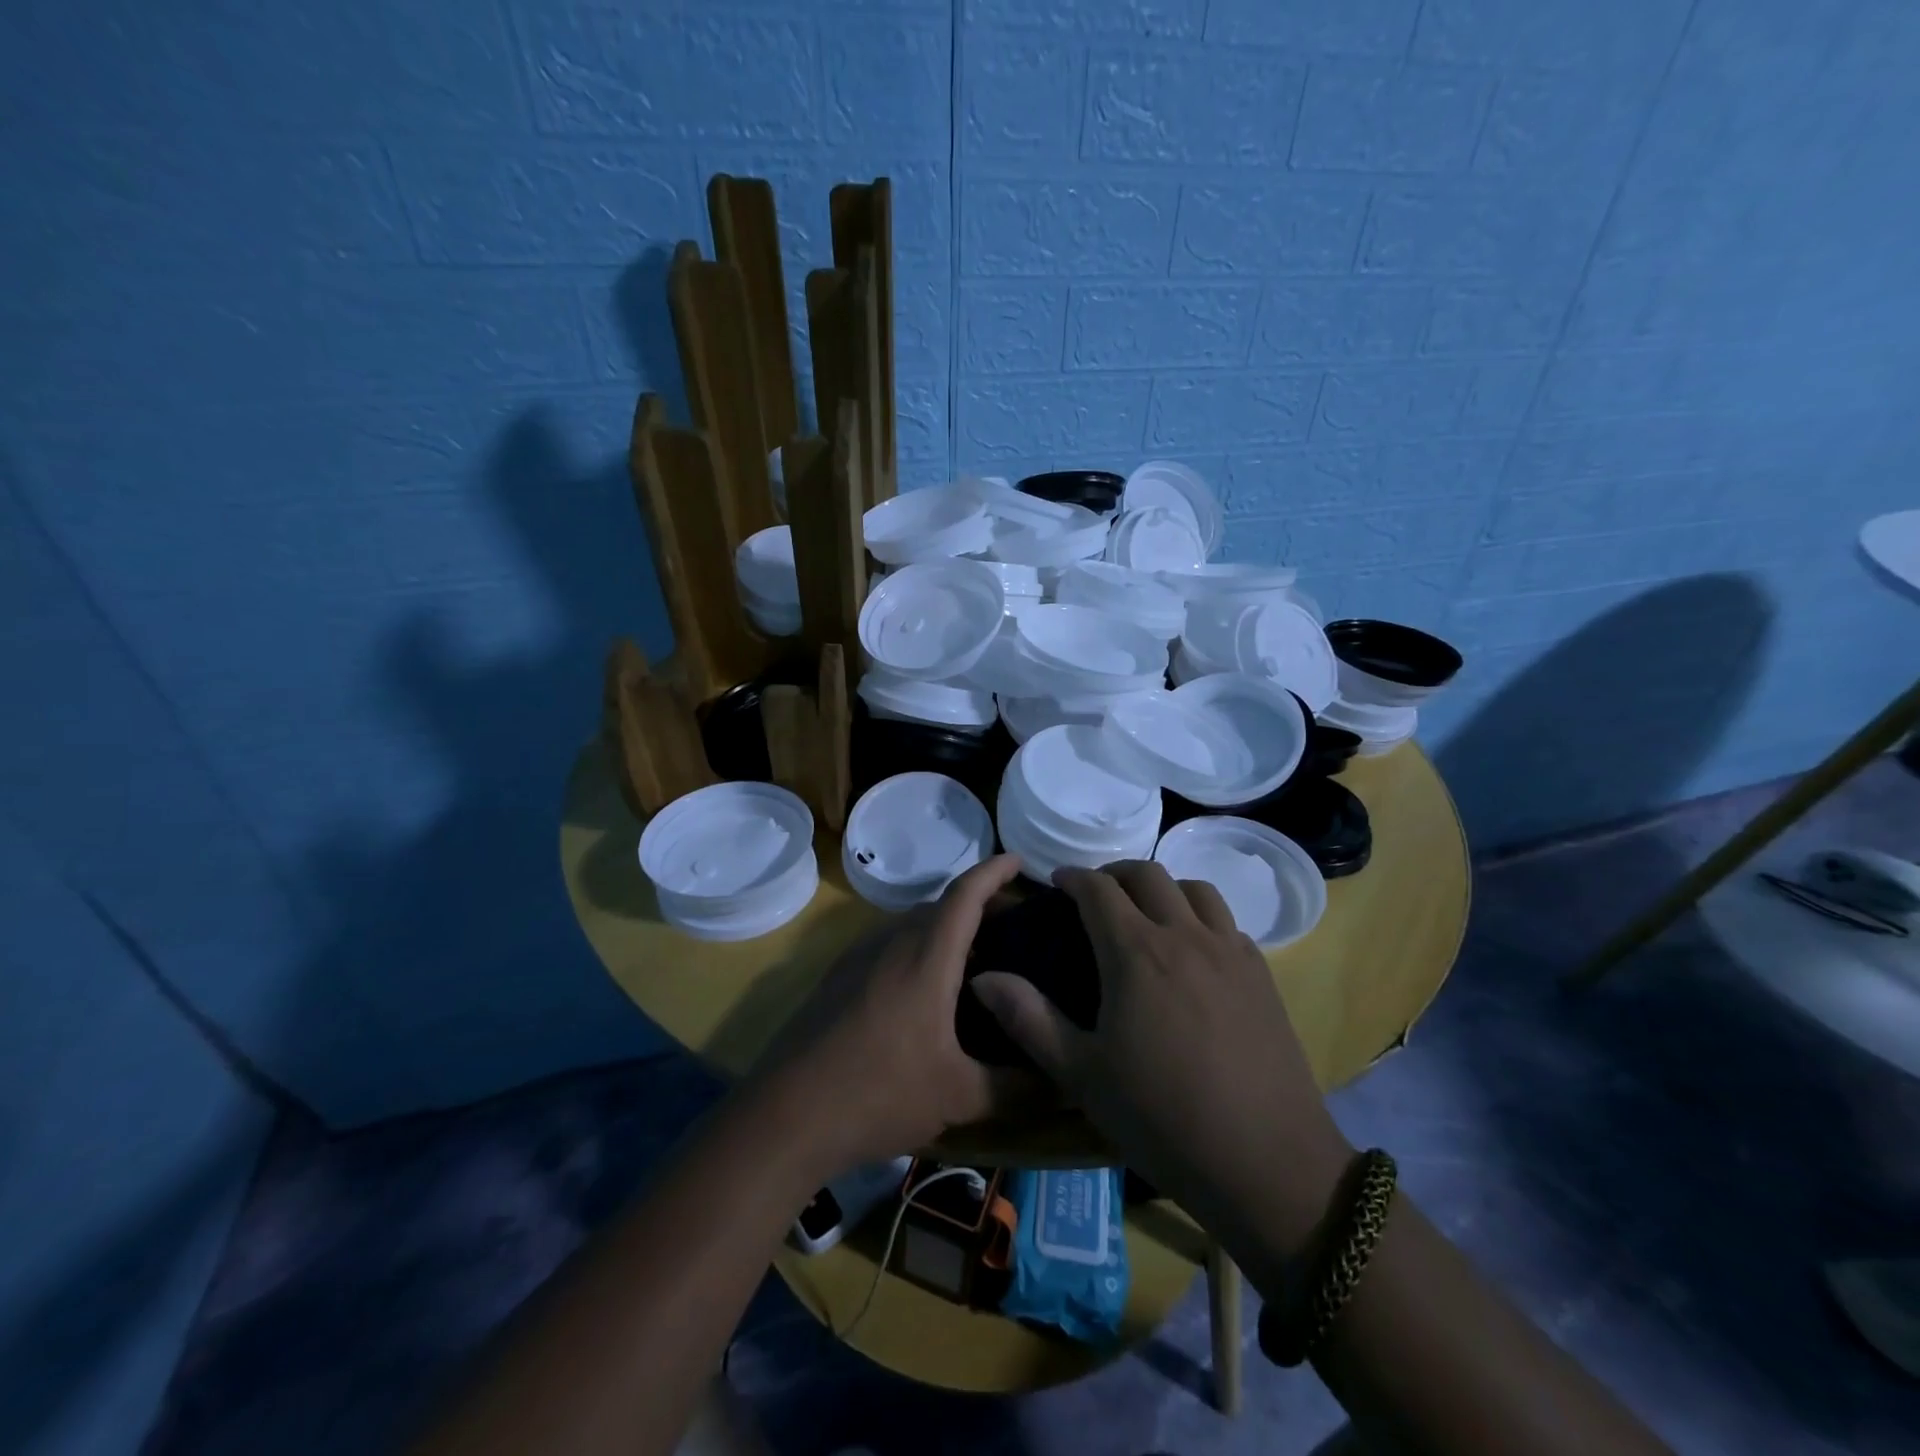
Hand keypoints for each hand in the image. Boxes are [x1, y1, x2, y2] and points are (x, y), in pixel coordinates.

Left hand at [749, 854, 1036, 1174]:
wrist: (785, 1115)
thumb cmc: (879, 1094)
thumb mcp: (958, 1096)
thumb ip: (1016, 1086)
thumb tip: (1064, 1082)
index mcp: (926, 957)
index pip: (966, 894)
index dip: (995, 871)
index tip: (1020, 858)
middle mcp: (891, 943)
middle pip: (941, 906)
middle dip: (978, 905)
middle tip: (1012, 928)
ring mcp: (858, 957)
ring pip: (912, 925)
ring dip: (945, 929)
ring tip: (975, 960)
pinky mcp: (837, 977)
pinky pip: (888, 945)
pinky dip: (917, 948)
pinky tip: (925, 990)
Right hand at [970, 861, 1353, 1272]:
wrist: (1267, 1163)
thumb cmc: (1162, 1117)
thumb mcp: (1081, 1074)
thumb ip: (1028, 1019)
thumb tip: (983, 978)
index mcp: (1136, 952)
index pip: (1098, 888)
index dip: (1073, 877)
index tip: (1056, 882)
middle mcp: (1185, 935)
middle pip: (1148, 874)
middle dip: (1114, 873)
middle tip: (1095, 895)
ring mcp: (1230, 951)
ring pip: (1195, 888)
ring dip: (1162, 888)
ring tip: (1146, 914)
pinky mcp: (1262, 974)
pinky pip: (1226, 922)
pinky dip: (1200, 917)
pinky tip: (1193, 952)